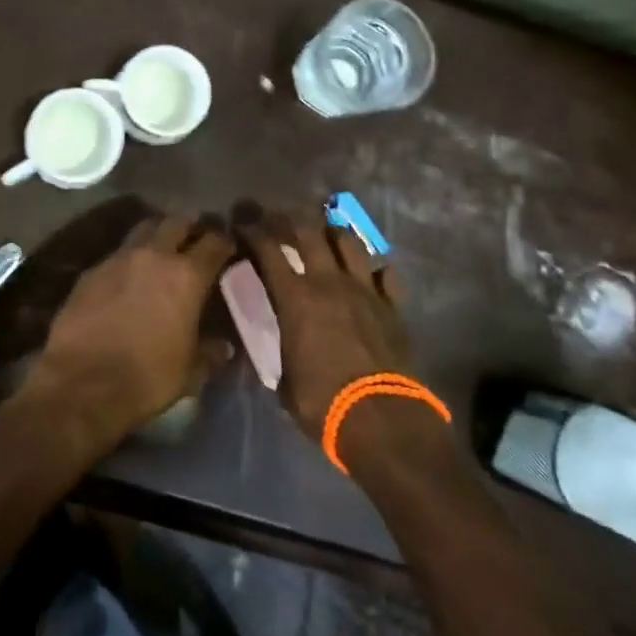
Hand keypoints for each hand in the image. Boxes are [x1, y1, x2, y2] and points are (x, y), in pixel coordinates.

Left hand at [15, 213, 234, 446]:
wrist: (82, 382)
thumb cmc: (147, 377)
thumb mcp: (190, 372)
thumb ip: (210, 353)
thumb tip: (224, 347)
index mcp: (187, 276)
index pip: (214, 243)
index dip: (224, 241)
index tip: (227, 246)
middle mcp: (154, 256)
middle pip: (176, 222)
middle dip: (189, 225)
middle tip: (195, 235)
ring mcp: (119, 259)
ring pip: (143, 229)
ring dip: (156, 233)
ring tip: (161, 247)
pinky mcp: (91, 271)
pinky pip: (116, 254)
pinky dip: (128, 258)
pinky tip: (127, 276)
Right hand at [232, 205, 419, 441]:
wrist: (382, 419)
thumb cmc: (323, 403)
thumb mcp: (284, 381)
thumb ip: (281, 352)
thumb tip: (280, 347)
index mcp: (295, 298)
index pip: (268, 250)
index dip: (252, 232)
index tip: (243, 224)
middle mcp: (329, 282)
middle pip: (308, 231)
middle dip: (289, 218)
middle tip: (279, 217)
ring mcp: (365, 290)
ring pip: (348, 242)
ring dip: (332, 232)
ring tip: (325, 233)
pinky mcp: (392, 306)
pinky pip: (386, 274)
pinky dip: (376, 269)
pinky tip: (371, 273)